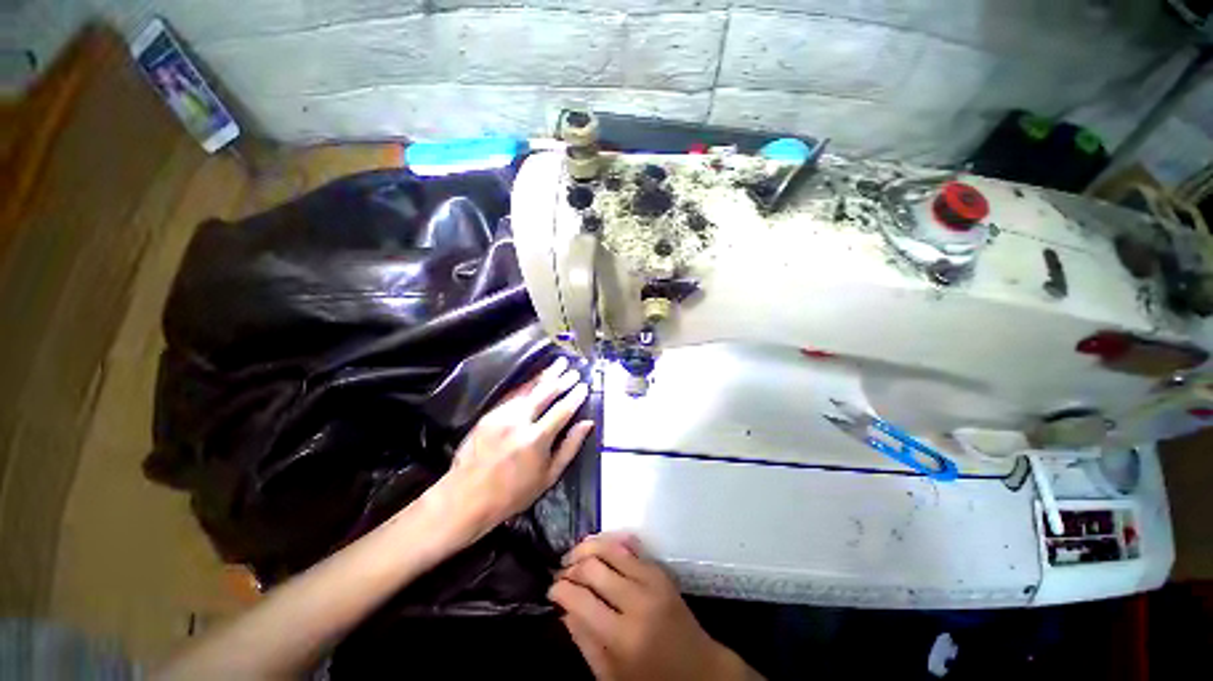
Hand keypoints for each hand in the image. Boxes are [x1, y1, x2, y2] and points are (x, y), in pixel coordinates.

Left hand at [430, 357, 593, 539]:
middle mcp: (519, 421)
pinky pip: (512, 394)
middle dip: (562, 378)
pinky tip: (534, 379)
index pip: (562, 409)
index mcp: (536, 439)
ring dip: (545, 375)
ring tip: (558, 364)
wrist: (465, 498)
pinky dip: (526, 384)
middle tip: (574, 369)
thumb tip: (587, 424)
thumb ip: (570, 447)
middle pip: (545, 392)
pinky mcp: (488, 414)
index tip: (584, 386)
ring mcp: (501, 415)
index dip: (575, 396)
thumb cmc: (513, 493)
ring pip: (528, 388)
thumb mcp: (549, 477)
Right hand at [550, 535, 760, 680]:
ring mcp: (652, 581)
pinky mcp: (660, 571)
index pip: (580, 599)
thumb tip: (564, 607)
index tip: (551, 591)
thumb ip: (585, 641)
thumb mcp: (611, 677)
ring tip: (574, 556)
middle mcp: (637, 601)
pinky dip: (610, 542)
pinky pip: (630, 546)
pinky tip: (598, 547)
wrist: (701, 670)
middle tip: (561, 573)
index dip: (559, 590)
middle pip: (594, 566)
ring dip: (588, 547)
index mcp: (623, 636)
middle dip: (571, 566)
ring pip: (611, 547)